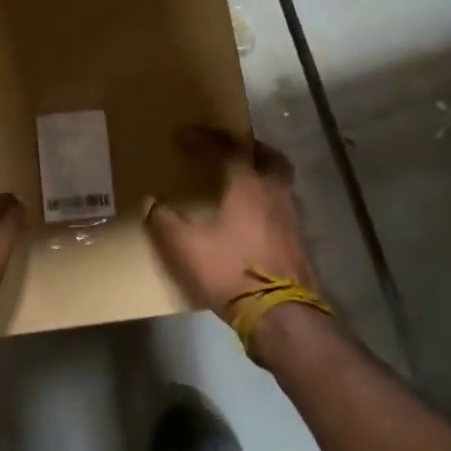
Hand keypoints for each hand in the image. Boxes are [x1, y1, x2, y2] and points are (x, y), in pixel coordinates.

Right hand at [145, 127, 317, 314]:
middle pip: (265, 154)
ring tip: (239, 180)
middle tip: (223, 149)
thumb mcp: (186, 247)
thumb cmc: (230, 271)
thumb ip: (165, 221)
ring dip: (260, 171)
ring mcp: (292, 214)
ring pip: (279, 178)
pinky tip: (253, 214)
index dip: (202, 138)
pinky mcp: (299, 237)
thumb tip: (151, 202)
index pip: (225, 148)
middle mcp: (274, 190)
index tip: (181, 136)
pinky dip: (267, 197)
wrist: (280, 314)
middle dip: (243, 147)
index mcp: (248, 184)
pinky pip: (283, 203)